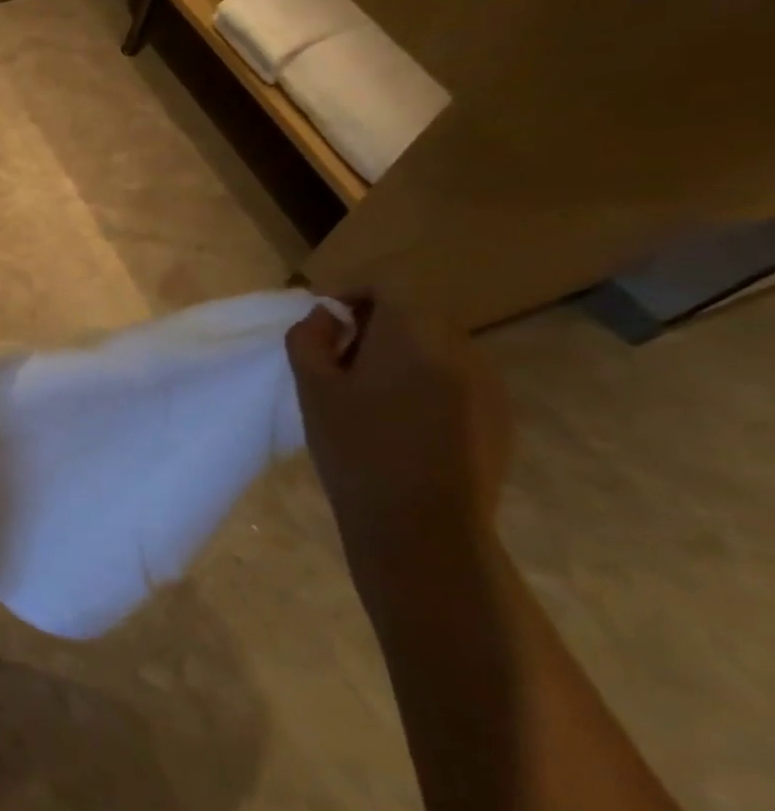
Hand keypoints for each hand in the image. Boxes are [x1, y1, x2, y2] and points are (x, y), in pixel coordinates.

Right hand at [285, 291, 510, 564]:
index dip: (350, 290)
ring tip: (365, 394)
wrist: (422, 528)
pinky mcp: (499, 417)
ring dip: (398, 354)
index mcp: (416, 335)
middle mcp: (463, 349)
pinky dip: (423, 382)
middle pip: (414, 312)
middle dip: (372, 324)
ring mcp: (489, 385)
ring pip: (435, 346)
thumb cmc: (357, 449)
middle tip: (335, 360)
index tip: (323, 321)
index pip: (389, 282)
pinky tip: (399, 422)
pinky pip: (454, 378)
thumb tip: (326, 318)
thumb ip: (310, 338)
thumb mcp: (312, 388)